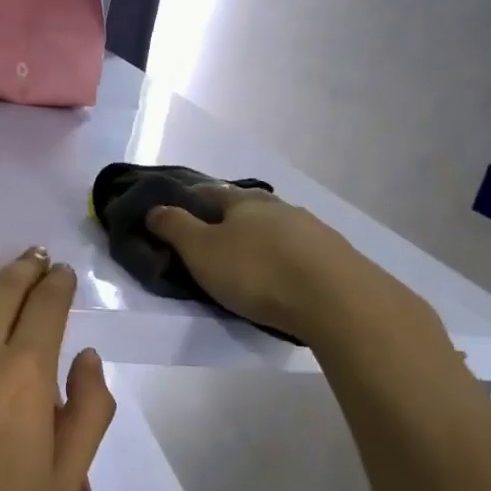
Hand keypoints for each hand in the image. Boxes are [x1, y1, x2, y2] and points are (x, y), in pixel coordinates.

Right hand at [146, 185, 439, 347]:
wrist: (336, 299)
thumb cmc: (257, 272)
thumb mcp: (202, 252)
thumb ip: (175, 229)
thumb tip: (154, 208)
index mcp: (243, 202)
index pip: (210, 192)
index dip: (191, 199)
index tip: (177, 212)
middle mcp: (278, 207)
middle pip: (246, 207)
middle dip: (229, 219)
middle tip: (212, 240)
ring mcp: (311, 228)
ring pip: (276, 227)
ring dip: (260, 238)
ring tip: (248, 261)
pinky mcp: (334, 255)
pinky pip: (299, 250)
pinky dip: (284, 258)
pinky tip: (283, 275)